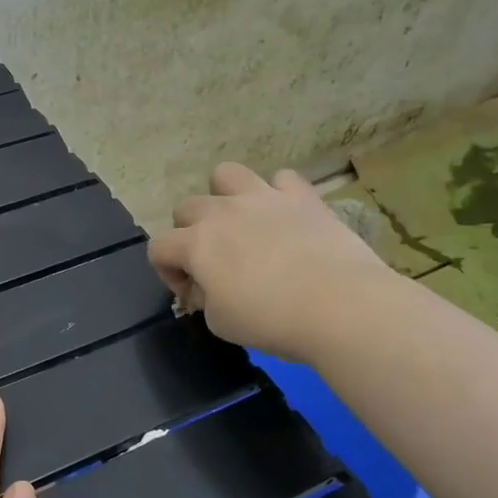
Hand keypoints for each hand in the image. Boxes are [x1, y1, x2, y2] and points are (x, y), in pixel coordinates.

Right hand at [148, 162, 390, 361]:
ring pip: (225, 174)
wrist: (339, 306)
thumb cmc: (271, 321)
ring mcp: (263, 197)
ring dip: (225, 196)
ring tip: (241, 223)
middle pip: (186, 207)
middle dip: (190, 234)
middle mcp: (223, 212)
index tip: (191, 293)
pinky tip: (286, 218)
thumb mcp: (220, 323)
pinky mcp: (302, 196)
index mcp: (196, 244)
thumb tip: (205, 286)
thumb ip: (204, 297)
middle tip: (214, 263)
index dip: (167, 272)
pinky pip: (281, 179)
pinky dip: (278, 195)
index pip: (158, 248)